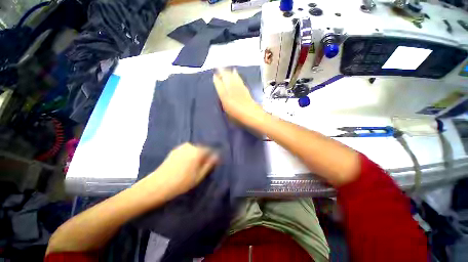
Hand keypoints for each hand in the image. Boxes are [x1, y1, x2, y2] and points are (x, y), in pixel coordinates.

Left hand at [143, 143, 218, 198]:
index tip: (211, 165)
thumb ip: (209, 164)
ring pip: (194, 150)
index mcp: (198, 151)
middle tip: (201, 167)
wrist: (158, 185)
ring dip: (196, 156)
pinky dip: (189, 156)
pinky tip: (185, 165)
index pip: (210, 150)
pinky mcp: (175, 150)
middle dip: (203, 156)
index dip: (212, 157)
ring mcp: (182, 147)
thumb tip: (216, 156)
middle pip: (202, 149)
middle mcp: (190, 146)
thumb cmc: (182, 182)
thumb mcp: (199, 176)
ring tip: (193, 167)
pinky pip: (187, 151)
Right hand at [213, 68, 264, 124]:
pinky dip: (236, 75)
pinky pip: (239, 79)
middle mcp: (231, 91)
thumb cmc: (238, 118)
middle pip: (226, 78)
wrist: (252, 115)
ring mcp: (239, 88)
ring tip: (225, 68)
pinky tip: (235, 71)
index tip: (214, 76)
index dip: (216, 80)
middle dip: (221, 72)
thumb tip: (223, 98)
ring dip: (228, 72)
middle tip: (218, 68)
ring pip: (232, 77)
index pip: (219, 86)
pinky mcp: (245, 88)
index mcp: (225, 98)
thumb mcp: (228, 113)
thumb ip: (224, 104)